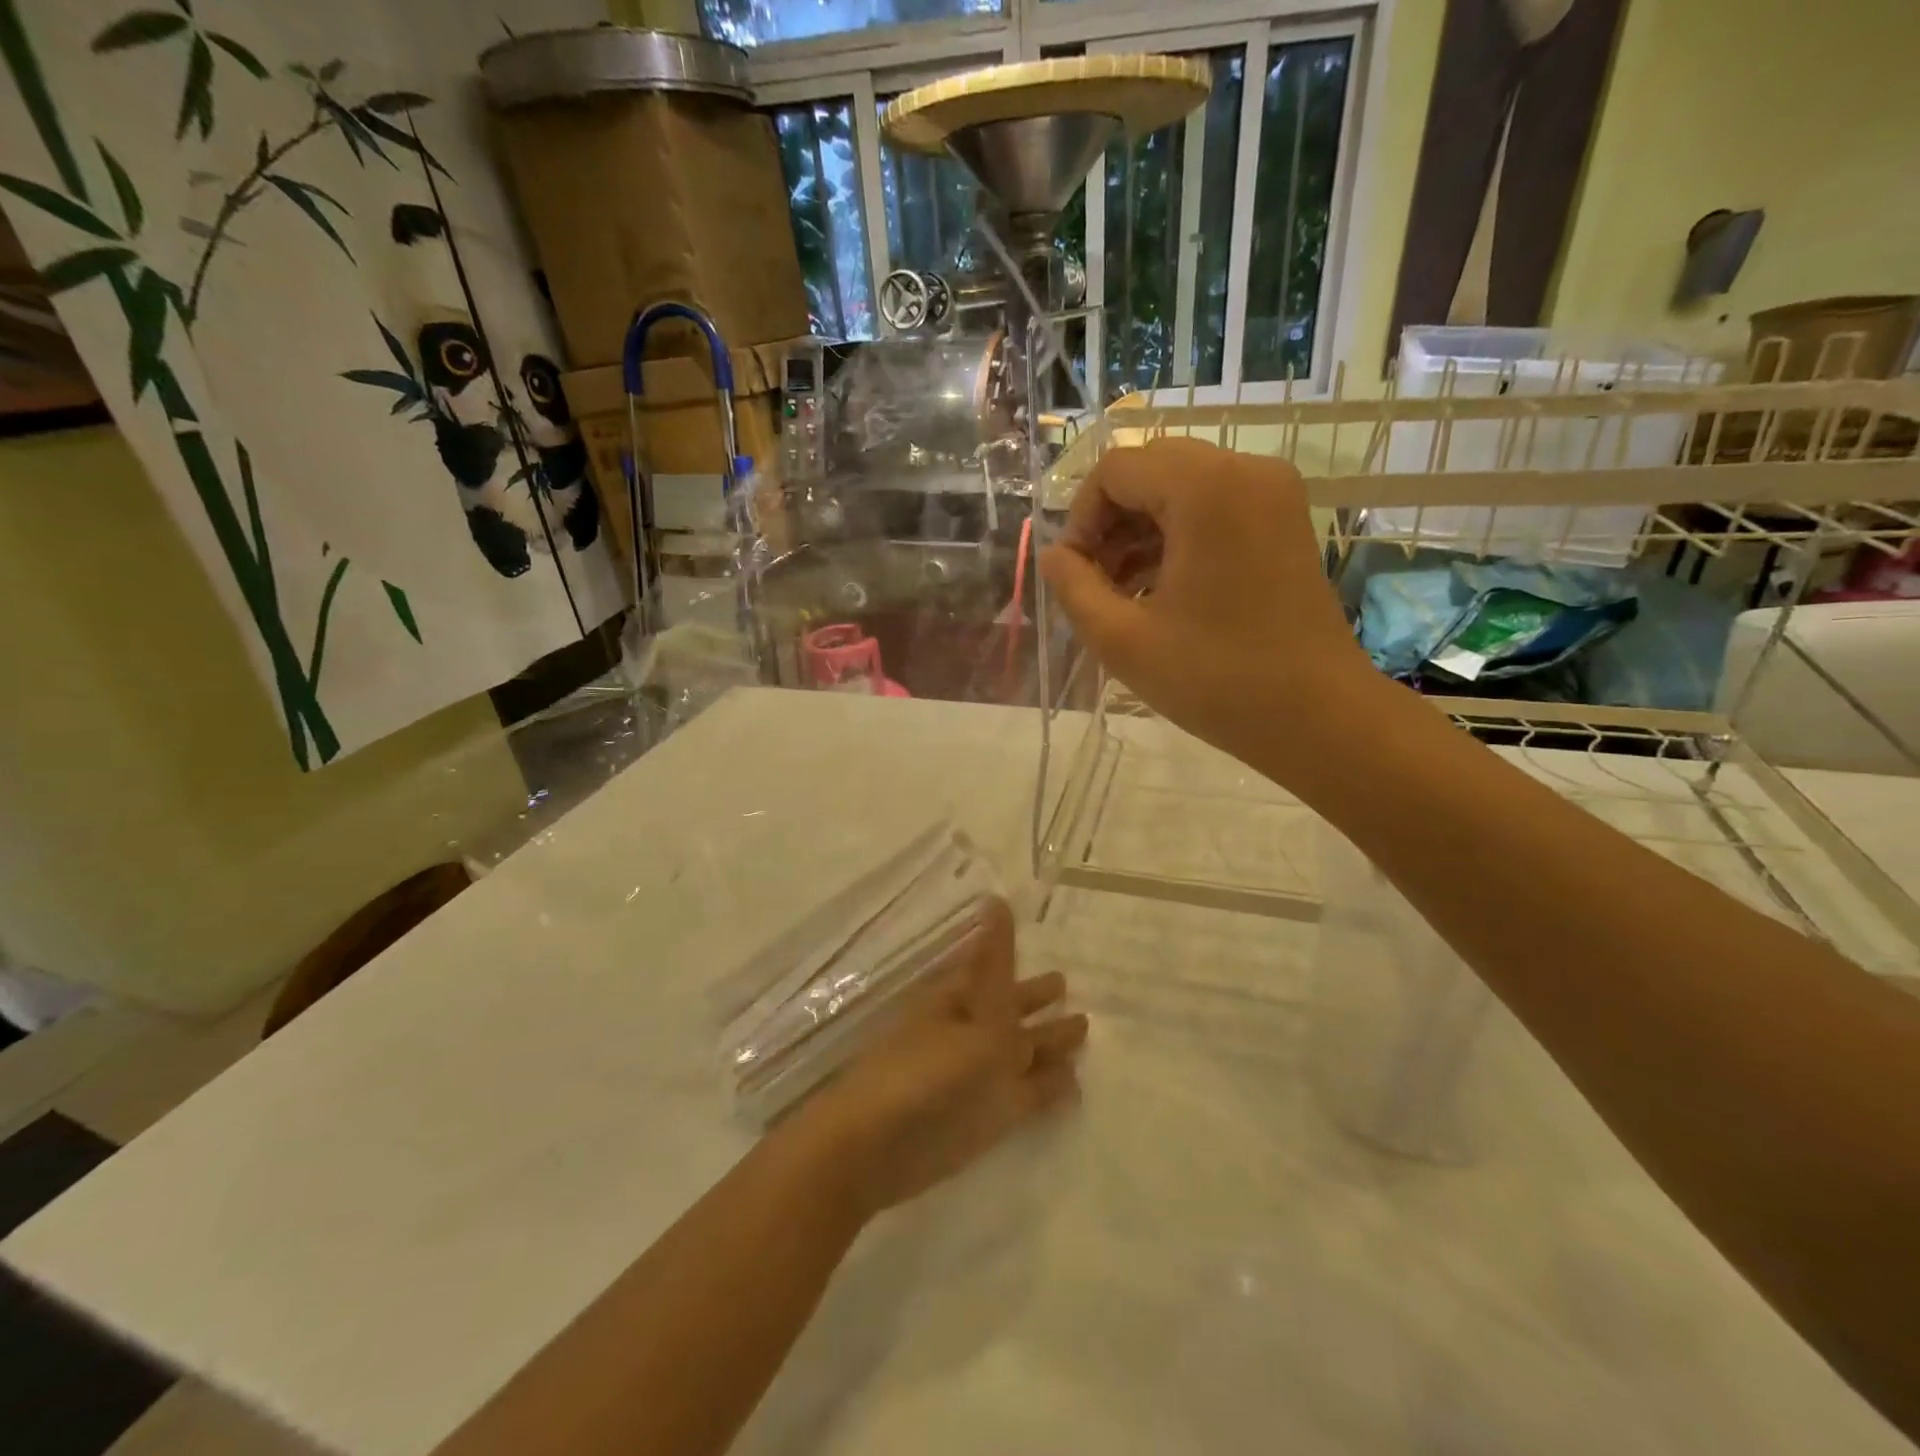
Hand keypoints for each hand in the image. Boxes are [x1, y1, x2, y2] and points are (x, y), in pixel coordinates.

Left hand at [795, 898, 1086, 1217]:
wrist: (877, 1146)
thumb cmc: (925, 1068)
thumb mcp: (972, 1010)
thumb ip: (995, 963)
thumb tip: (996, 898)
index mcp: (958, 1001)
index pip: (993, 972)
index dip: (1018, 962)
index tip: (1040, 941)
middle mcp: (970, 1034)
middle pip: (1010, 1013)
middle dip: (1037, 1002)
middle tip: (1068, 986)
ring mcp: (979, 1077)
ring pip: (1023, 1054)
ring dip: (1050, 1045)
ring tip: (1084, 1030)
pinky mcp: (989, 1118)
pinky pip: (1029, 1096)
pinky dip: (1051, 1089)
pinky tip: (1076, 1085)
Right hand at [1038, 437, 1373, 781]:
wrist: (1319, 717)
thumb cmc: (1217, 679)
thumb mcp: (1123, 640)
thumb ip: (1073, 588)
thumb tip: (1054, 556)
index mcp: (1206, 489)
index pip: (1116, 469)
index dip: (1081, 518)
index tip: (1076, 575)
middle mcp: (1245, 471)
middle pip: (1150, 469)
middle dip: (1111, 521)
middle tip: (1098, 582)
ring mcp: (1273, 494)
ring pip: (1181, 486)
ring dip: (1142, 530)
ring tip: (1124, 594)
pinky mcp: (1285, 521)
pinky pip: (1214, 506)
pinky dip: (1178, 536)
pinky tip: (1162, 589)